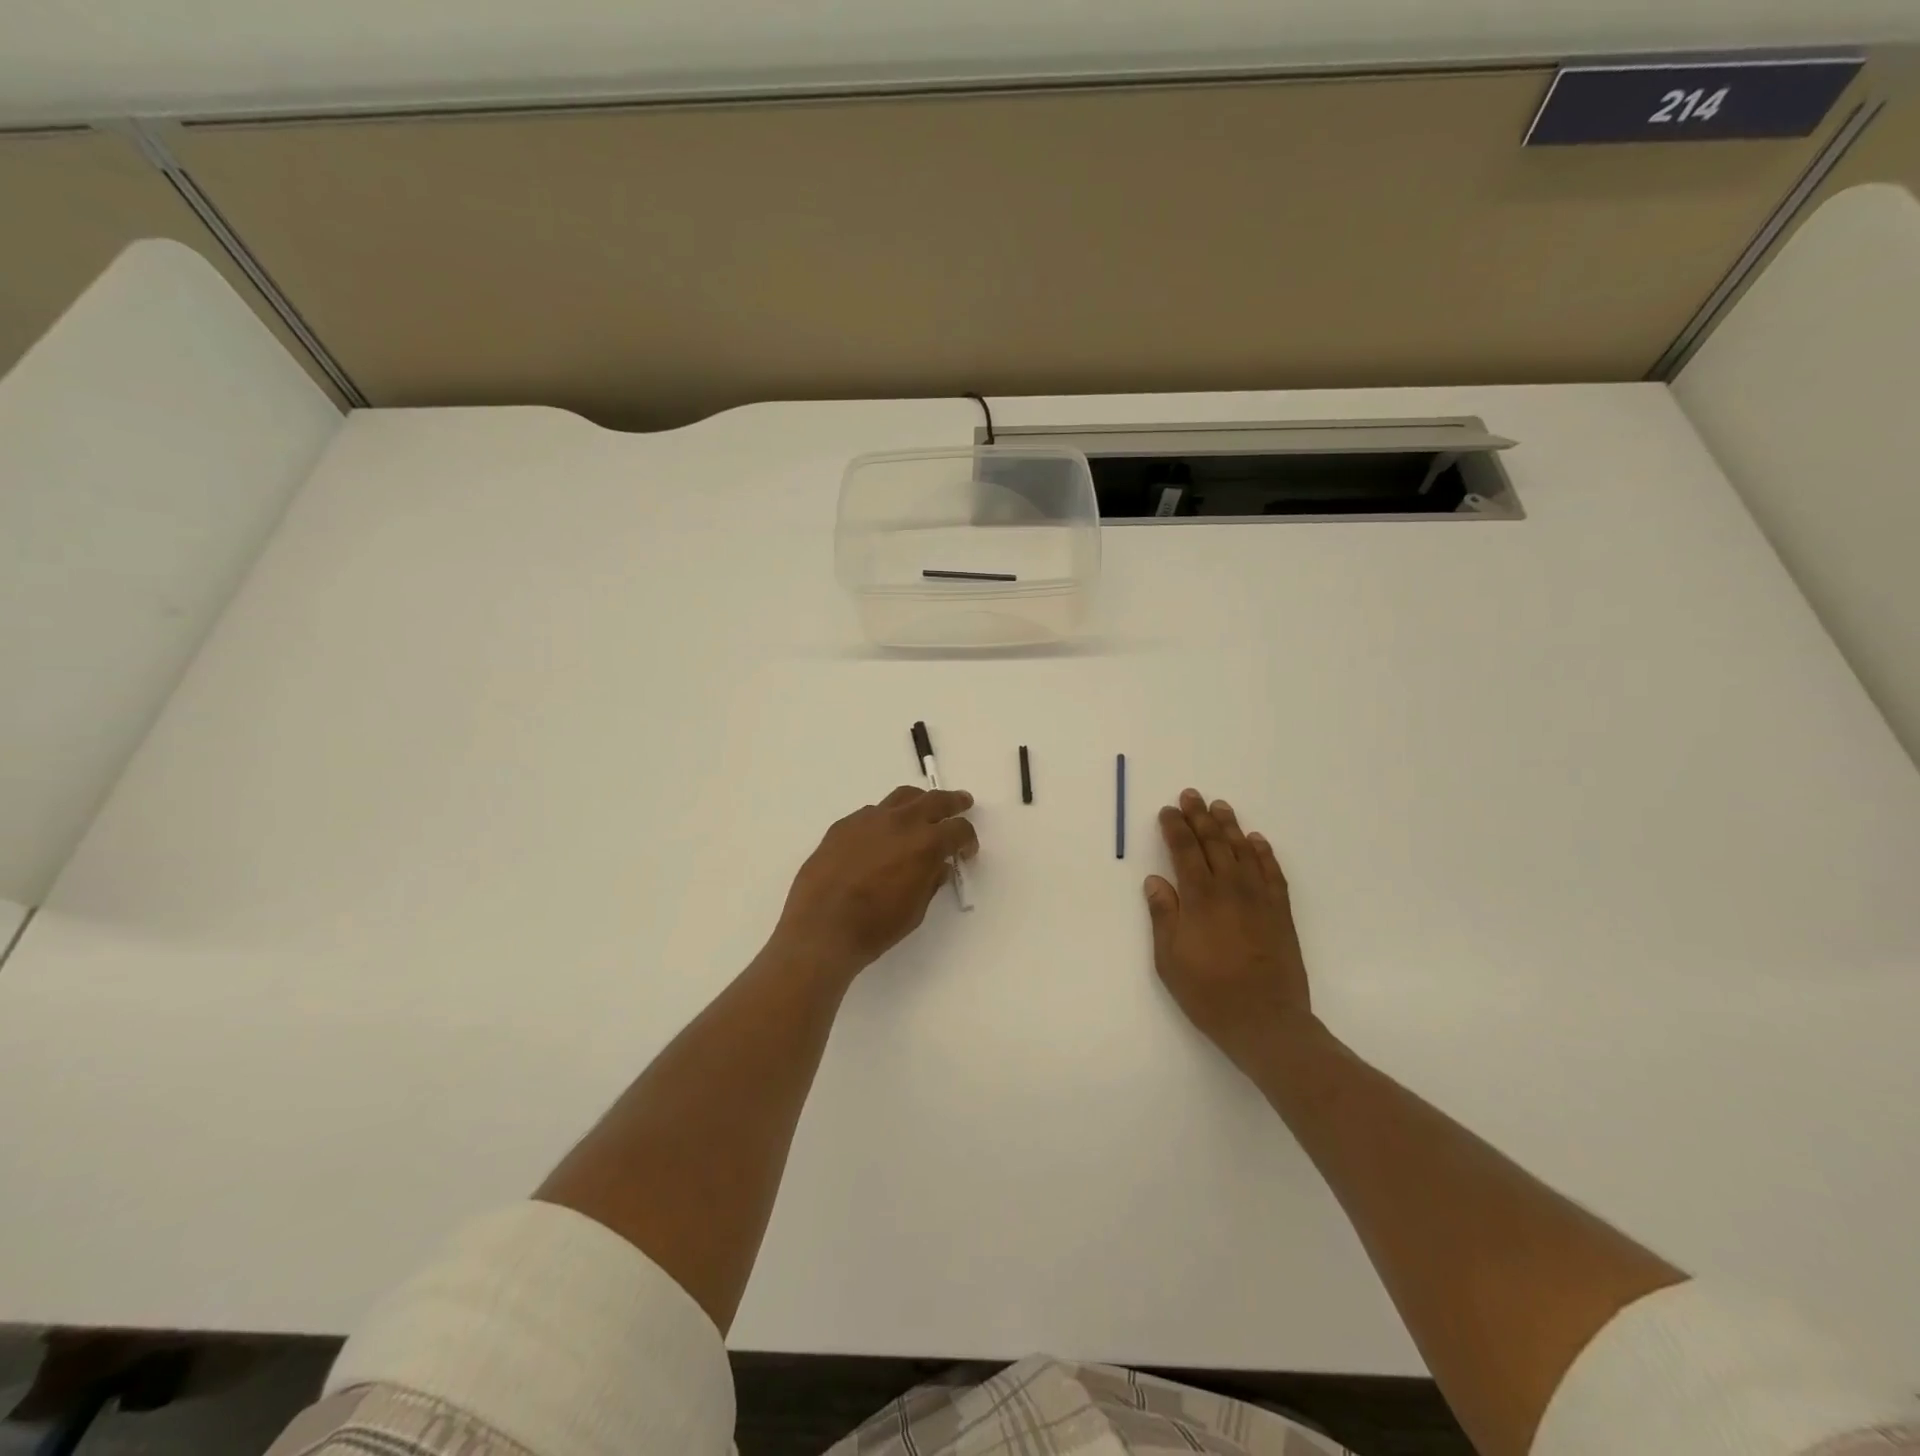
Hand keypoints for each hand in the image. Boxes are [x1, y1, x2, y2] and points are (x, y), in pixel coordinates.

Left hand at [772, 786, 978, 980]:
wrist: (821, 928)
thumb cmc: (875, 926)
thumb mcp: (915, 910)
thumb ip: (930, 881)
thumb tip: (937, 866)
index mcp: (925, 844)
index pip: (958, 829)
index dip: (968, 839)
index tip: (967, 850)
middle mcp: (900, 822)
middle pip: (934, 800)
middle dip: (952, 801)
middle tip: (962, 802)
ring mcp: (869, 819)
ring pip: (901, 797)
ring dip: (918, 802)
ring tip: (921, 810)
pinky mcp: (843, 825)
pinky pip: (872, 813)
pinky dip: (885, 818)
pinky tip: (881, 835)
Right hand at [1144, 788, 1314, 1072]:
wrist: (1266, 1021)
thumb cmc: (1209, 993)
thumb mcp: (1169, 960)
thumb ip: (1163, 916)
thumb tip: (1155, 881)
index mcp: (1200, 898)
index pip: (1184, 851)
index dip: (1175, 828)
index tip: (1167, 811)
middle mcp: (1230, 889)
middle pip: (1213, 843)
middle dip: (1199, 817)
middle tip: (1191, 795)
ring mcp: (1259, 898)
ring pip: (1243, 851)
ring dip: (1230, 826)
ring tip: (1220, 806)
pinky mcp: (1281, 912)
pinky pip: (1273, 872)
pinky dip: (1264, 853)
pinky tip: (1256, 840)